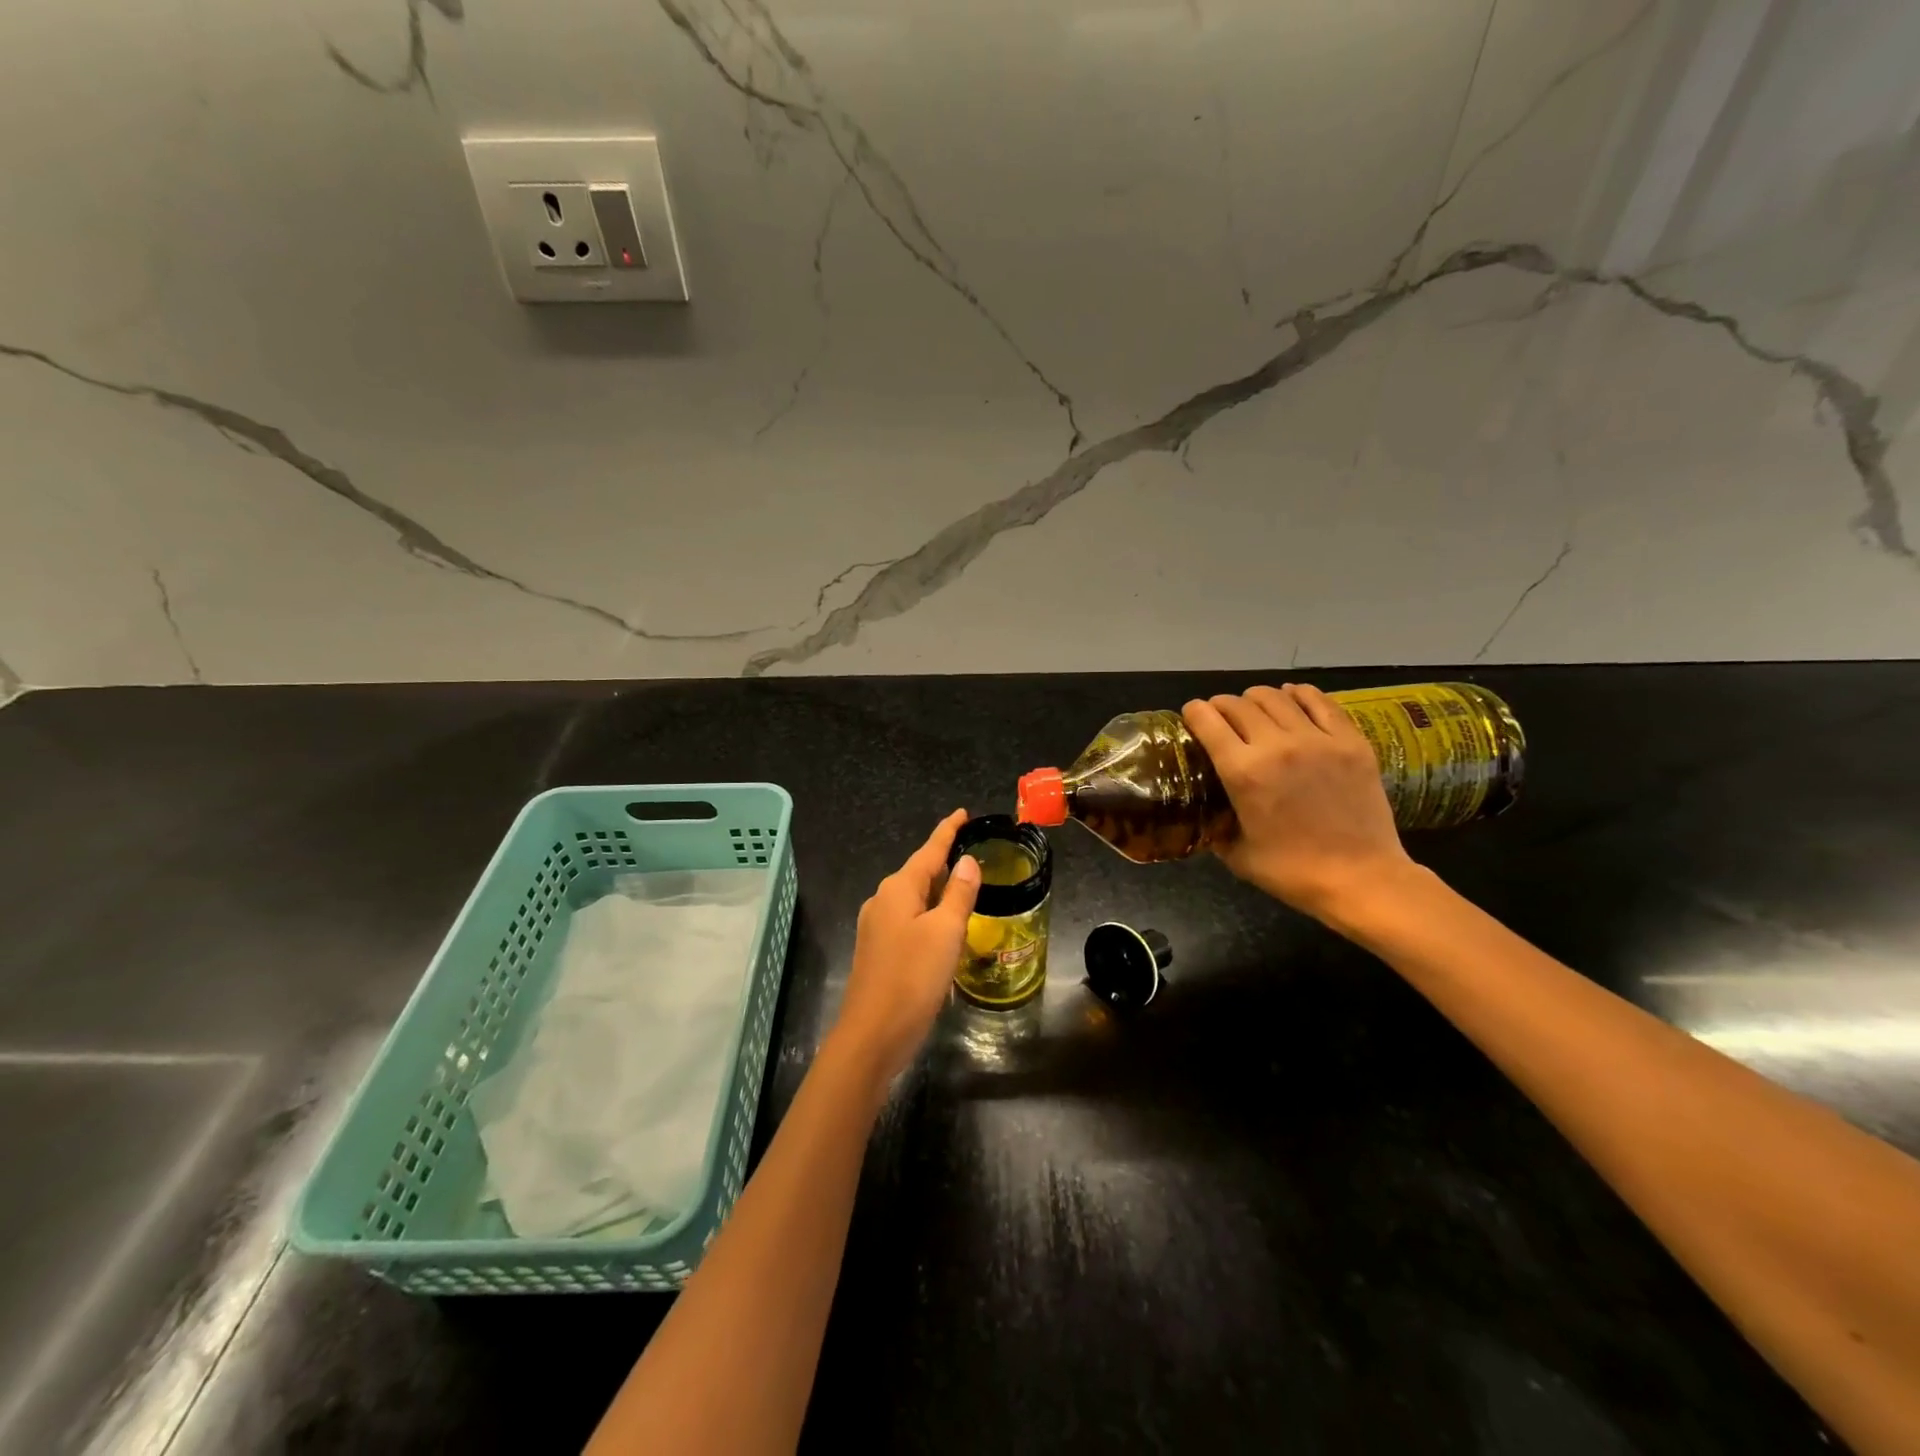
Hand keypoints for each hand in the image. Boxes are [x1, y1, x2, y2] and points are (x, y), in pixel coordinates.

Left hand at [828, 809, 981, 1088]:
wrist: (872, 1035)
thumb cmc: (913, 978)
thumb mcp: (946, 933)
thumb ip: (958, 894)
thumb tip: (967, 862)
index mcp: (898, 889)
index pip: (929, 850)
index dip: (947, 831)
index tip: (962, 813)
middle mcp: (882, 901)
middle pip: (918, 871)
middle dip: (943, 860)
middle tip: (971, 850)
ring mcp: (876, 927)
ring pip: (913, 897)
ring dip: (936, 889)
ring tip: (962, 884)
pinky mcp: (878, 950)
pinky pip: (908, 918)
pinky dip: (928, 913)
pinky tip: (941, 925)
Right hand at [1183, 684, 1419, 922]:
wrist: (1361, 879)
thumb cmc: (1292, 872)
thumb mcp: (1235, 853)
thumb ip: (1216, 824)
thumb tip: (1206, 811)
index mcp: (1243, 772)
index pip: (1207, 720)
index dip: (1194, 713)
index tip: (1192, 717)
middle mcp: (1276, 745)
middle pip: (1238, 704)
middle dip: (1222, 706)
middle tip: (1221, 718)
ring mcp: (1317, 739)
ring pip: (1276, 697)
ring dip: (1256, 698)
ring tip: (1254, 708)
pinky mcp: (1350, 741)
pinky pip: (1319, 702)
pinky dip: (1299, 694)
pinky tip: (1292, 698)